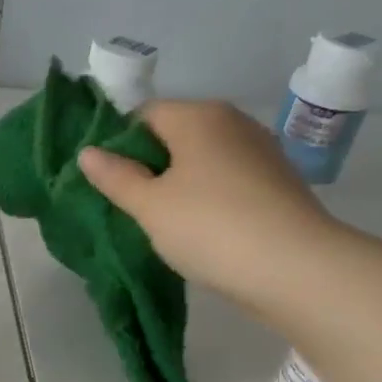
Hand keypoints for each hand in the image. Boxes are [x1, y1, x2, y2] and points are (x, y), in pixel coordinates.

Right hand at [78, 99, 340, 315]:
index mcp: (198, 116)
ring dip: (181, 186)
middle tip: (133, 209)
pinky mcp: (278, 183)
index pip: (145, 115)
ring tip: (166, 225)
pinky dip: (210, 199)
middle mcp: (233, 122)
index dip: (120, 145)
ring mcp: (261, 151)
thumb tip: (88, 152)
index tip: (110, 184)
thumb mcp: (150, 207)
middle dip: (151, 167)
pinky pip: (229, 182)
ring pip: (204, 161)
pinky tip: (204, 231)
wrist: (293, 266)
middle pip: (176, 136)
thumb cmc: (209, 227)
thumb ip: (116, 177)